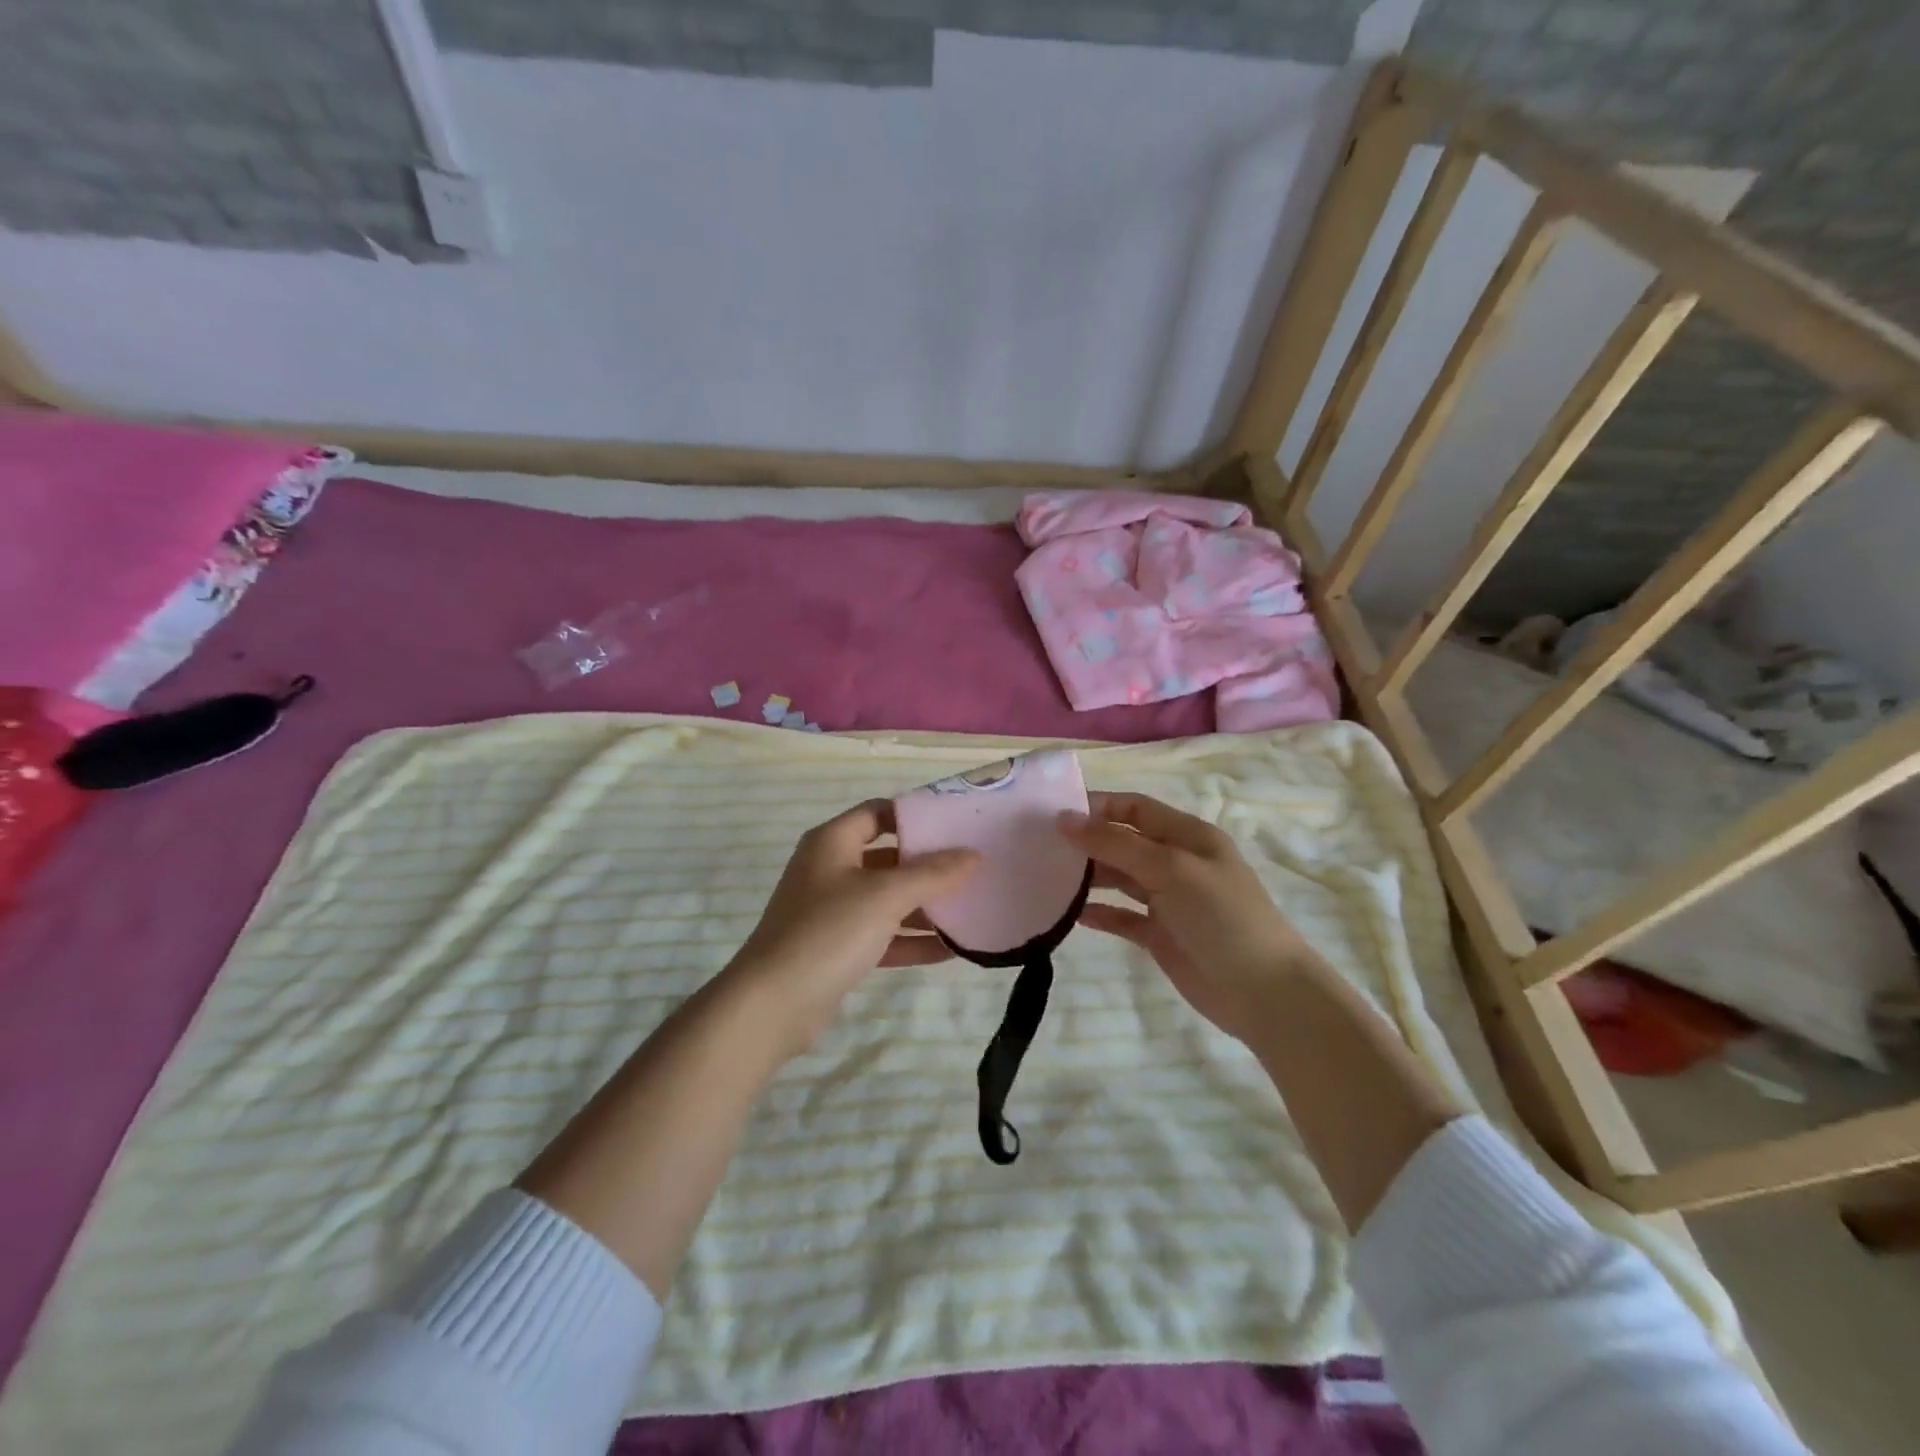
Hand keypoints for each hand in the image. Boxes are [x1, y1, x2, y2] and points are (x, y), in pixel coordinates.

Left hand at [724, 800, 978, 1054]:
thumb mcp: (885, 896)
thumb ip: (932, 874)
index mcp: (832, 843)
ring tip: (971, 908)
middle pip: (887, 857)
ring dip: (925, 905)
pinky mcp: (837, 948)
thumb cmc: (828, 931)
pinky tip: (952, 949)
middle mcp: (830, 870)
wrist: (773, 1004)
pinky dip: (912, 940)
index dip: (915, 815)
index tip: (956, 824)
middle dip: (928, 864)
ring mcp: (832, 911)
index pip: (878, 813)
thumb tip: (974, 855)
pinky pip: (882, 935)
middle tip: (973, 867)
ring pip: (887, 899)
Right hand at [1061, 792, 1326, 1045]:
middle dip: (1087, 841)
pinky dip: (1100, 913)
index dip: (1098, 806)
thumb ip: (1116, 844)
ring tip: (1049, 878)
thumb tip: (1065, 820)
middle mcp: (1176, 862)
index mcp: (1187, 836)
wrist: (1264, 992)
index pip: (1135, 808)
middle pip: (1124, 842)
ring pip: (1120, 878)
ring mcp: (1169, 900)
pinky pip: (1123, 916)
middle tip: (1041, 847)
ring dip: (1089, 876)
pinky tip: (1071, 914)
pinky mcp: (1161, 935)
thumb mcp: (1170, 869)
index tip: (1054, 814)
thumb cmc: (1221, 917)